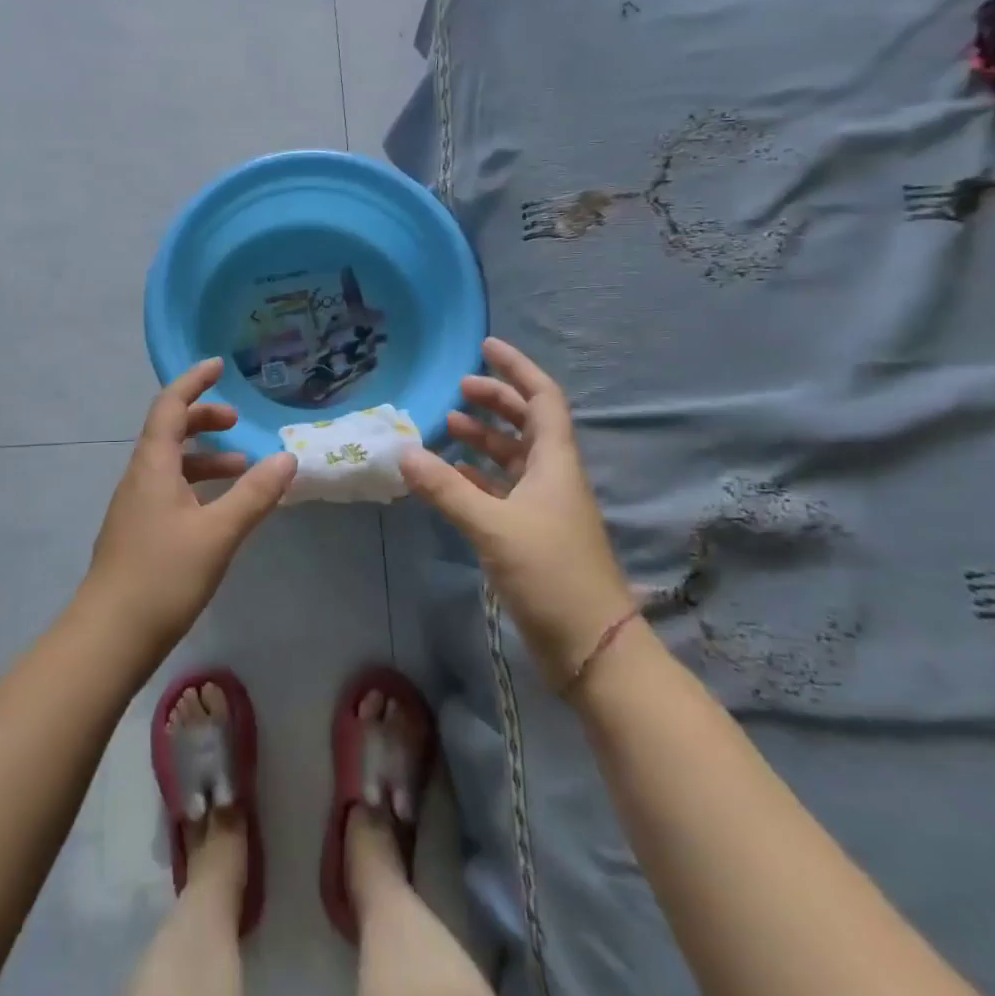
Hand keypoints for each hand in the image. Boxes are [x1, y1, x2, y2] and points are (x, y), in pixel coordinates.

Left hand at [84, 357, 297, 656]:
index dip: (193, 382)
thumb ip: (254, 494)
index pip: (170, 406)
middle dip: (203, 419)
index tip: (219, 365)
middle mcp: (139, 477)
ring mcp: (135, 507)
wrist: (109, 637)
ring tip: (243, 468)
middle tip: (238, 422)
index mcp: (152, 466)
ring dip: (205, 458)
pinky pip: (170, 491)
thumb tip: (288, 458)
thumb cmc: (163, 576)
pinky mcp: (138, 533)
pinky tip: (220, 511)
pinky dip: (198, 486)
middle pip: (169, 431)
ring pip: (171, 465)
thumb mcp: (218, 532)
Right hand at [399, 337, 634, 693]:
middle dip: (496, 400)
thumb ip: (447, 489)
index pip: (542, 398)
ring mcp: (544, 507)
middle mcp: (552, 477)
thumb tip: (403, 452)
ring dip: (484, 438)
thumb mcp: (493, 528)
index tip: (486, 347)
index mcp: (555, 463)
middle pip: (527, 423)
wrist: (591, 648)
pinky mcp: (532, 534)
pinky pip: (501, 490)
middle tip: (459, 388)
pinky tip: (449, 475)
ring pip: (513, 457)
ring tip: (448, 424)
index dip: (517, 368)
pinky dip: (476, 476)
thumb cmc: (551, 574)